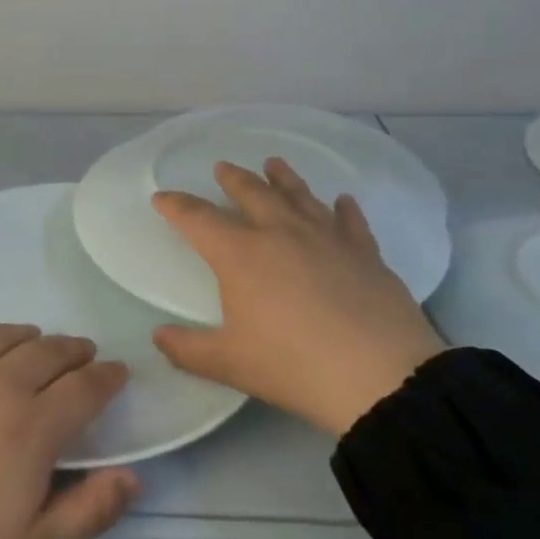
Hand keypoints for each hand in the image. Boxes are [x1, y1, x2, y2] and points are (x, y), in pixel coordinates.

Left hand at [0, 325, 140, 538]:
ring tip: (38, 339)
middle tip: (84, 353)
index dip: (107, 377)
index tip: (118, 373)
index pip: (84, 387)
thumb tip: (133, 477)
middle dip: (73, 350)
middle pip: (47, 352)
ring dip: (28, 336)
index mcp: (33, 426)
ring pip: (1, 338)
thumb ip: (90, 510)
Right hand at [150, 159, 447, 435]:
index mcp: (241, 254)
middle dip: (233, 179)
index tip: (162, 197)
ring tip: (274, 163)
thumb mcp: (230, 363)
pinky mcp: (365, 253)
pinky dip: (344, 208)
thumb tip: (158, 337)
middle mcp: (281, 233)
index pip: (198, 219)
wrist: (381, 375)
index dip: (176, 206)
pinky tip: (343, 200)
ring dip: (283, 178)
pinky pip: (350, 220)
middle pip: (252, 193)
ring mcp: (327, 238)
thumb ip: (188, 349)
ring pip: (300, 196)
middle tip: (222, 166)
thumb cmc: (293, 365)